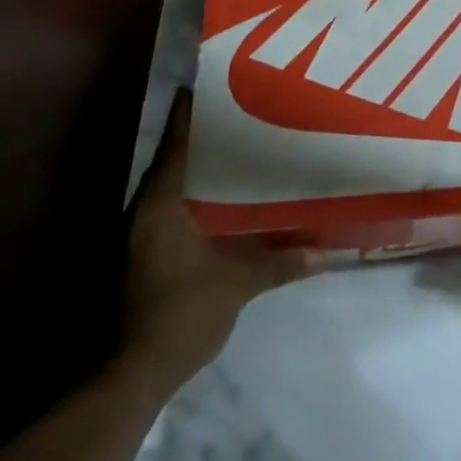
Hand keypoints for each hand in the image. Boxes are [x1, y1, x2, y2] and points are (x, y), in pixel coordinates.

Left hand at [121, 91, 319, 391]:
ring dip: (196, 170)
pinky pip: (169, 209)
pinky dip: (191, 199)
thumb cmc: (182, 313)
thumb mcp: (237, 285)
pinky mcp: (141, 255)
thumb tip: (326, 253)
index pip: (176, 142)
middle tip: (237, 114)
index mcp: (161, 203)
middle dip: (201, 138)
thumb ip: (280, 263)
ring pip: (169, 186)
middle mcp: (143, 210)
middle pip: (172, 160)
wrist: (134, 376)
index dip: (190, 112)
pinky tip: (219, 202)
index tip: (210, 84)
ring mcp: (137, 235)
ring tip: (234, 152)